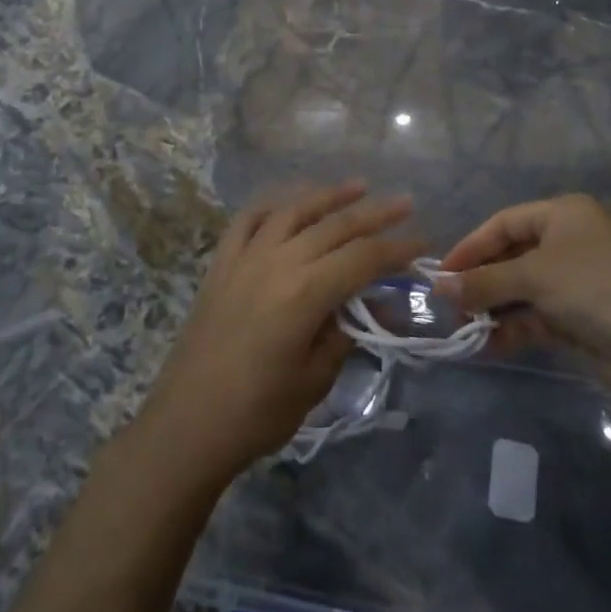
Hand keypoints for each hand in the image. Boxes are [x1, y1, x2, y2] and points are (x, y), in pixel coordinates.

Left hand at [135, 183, 422, 488]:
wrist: (187, 425)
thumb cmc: (258, 412)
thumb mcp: (316, 378)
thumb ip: (346, 332)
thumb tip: (372, 305)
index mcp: (305, 292)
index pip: (363, 258)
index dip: (396, 249)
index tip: (422, 244)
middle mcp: (277, 261)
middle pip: (334, 226)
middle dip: (374, 213)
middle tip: (405, 202)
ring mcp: (244, 257)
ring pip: (292, 210)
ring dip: (327, 195)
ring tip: (357, 186)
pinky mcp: (221, 263)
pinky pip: (249, 219)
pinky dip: (274, 203)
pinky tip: (290, 201)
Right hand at [436, 194, 610, 403]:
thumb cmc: (593, 287)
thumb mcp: (532, 276)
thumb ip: (483, 282)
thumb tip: (438, 288)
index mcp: (562, 214)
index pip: (503, 223)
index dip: (471, 247)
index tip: (441, 273)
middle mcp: (568, 242)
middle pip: (511, 257)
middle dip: (480, 282)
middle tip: (449, 305)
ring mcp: (575, 282)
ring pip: (521, 290)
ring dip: (493, 308)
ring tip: (464, 329)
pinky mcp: (580, 318)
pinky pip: (536, 317)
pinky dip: (513, 329)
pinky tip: (489, 345)